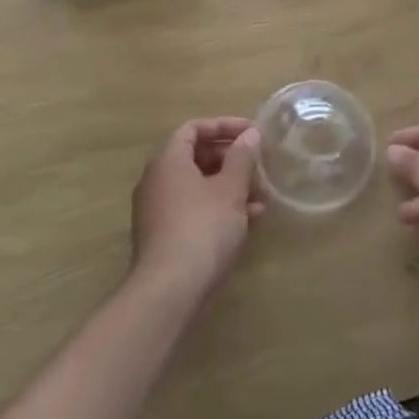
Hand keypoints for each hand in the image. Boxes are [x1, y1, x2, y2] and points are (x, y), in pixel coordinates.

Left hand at [131, 118, 262, 297]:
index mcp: (168, 160)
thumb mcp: (230, 189)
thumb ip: (242, 157)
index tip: (253, 133)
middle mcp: (157, 180)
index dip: (224, 126)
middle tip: (259, 165)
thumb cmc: (202, 228)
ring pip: (199, 185)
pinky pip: (195, 209)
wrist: (169, 292)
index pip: (194, 128)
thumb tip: (250, 135)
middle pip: (197, 156)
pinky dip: (220, 207)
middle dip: (231, 159)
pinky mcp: (165, 236)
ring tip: (261, 195)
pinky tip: (249, 220)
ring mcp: (158, 210)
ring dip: (230, 185)